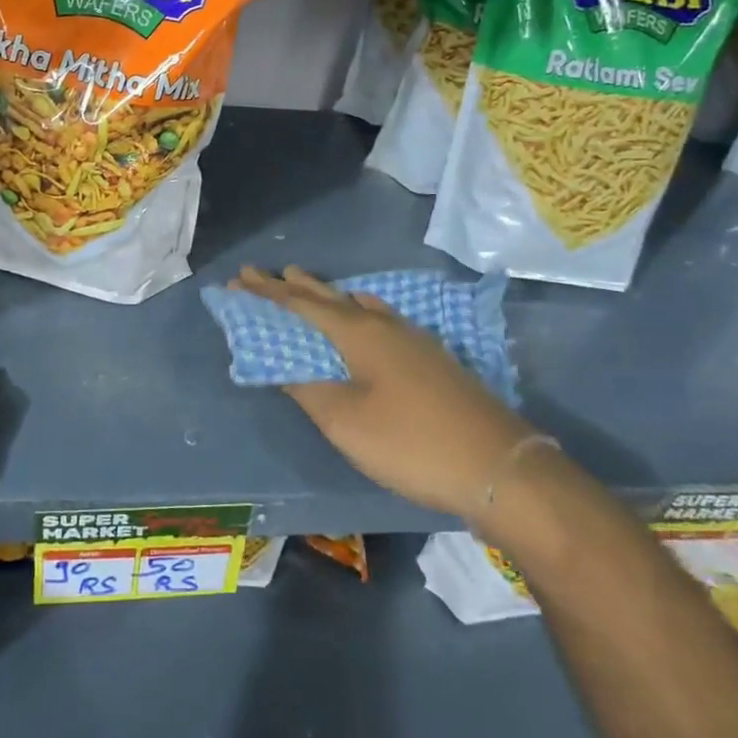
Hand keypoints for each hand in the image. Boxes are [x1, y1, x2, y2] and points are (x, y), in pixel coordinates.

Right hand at [234, 266, 536, 521]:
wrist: (497, 465)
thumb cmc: (410, 443)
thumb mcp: (346, 421)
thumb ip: (308, 388)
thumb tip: (281, 363)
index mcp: (358, 334)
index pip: (301, 305)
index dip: (267, 293)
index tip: (239, 277)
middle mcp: (383, 324)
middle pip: (329, 298)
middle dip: (293, 286)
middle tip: (264, 272)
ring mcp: (412, 338)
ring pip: (358, 305)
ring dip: (327, 294)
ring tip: (306, 282)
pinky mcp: (431, 356)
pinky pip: (381, 316)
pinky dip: (358, 309)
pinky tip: (367, 312)